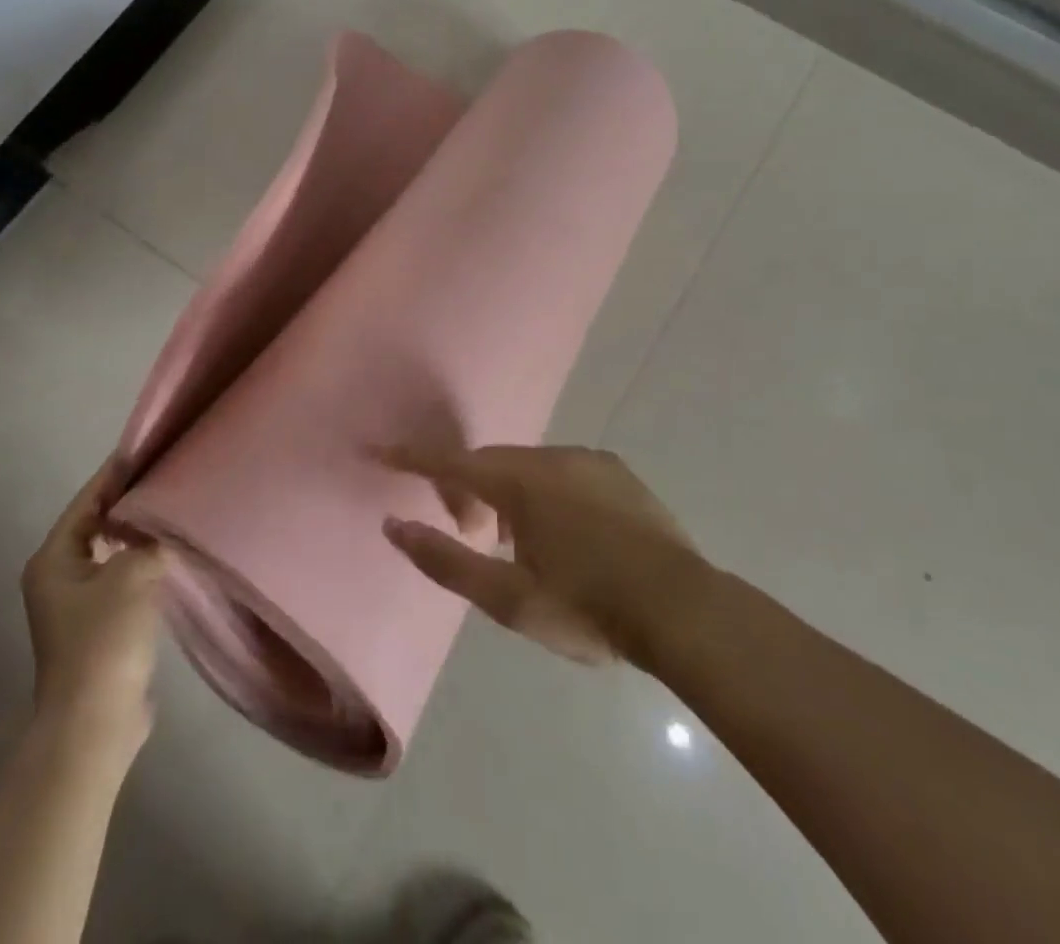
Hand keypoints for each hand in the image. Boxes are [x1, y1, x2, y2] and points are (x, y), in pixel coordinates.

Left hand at [21, 457, 166, 738]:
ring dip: (138, 535)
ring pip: (111, 554)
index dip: (115, 476)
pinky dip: (143, 563)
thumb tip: (163, 531)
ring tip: (174, 510)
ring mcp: (78, 606)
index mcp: (54, 560)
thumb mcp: (132, 574)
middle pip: (97, 526)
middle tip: (167, 479)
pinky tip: (171, 555)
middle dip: (130, 504)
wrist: (96, 722)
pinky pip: (123, 579)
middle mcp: (59, 578)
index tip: (146, 451)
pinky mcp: (100, 628)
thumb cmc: (105, 639)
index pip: (87, 502)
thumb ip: (148, 541)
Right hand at [381, 444, 704, 666]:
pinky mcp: (618, 473)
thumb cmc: (587, 608)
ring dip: (507, 494)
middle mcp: (552, 457)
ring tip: (513, 542)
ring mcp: (589, 461)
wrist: (683, 610)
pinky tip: (562, 534)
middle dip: (466, 488)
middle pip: (490, 464)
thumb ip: (446, 561)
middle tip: (465, 531)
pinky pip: (563, 472)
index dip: (411, 458)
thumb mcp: (508, 599)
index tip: (377, 450)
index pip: (450, 462)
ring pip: (528, 467)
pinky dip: (543, 492)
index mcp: (520, 483)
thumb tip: (394, 526)